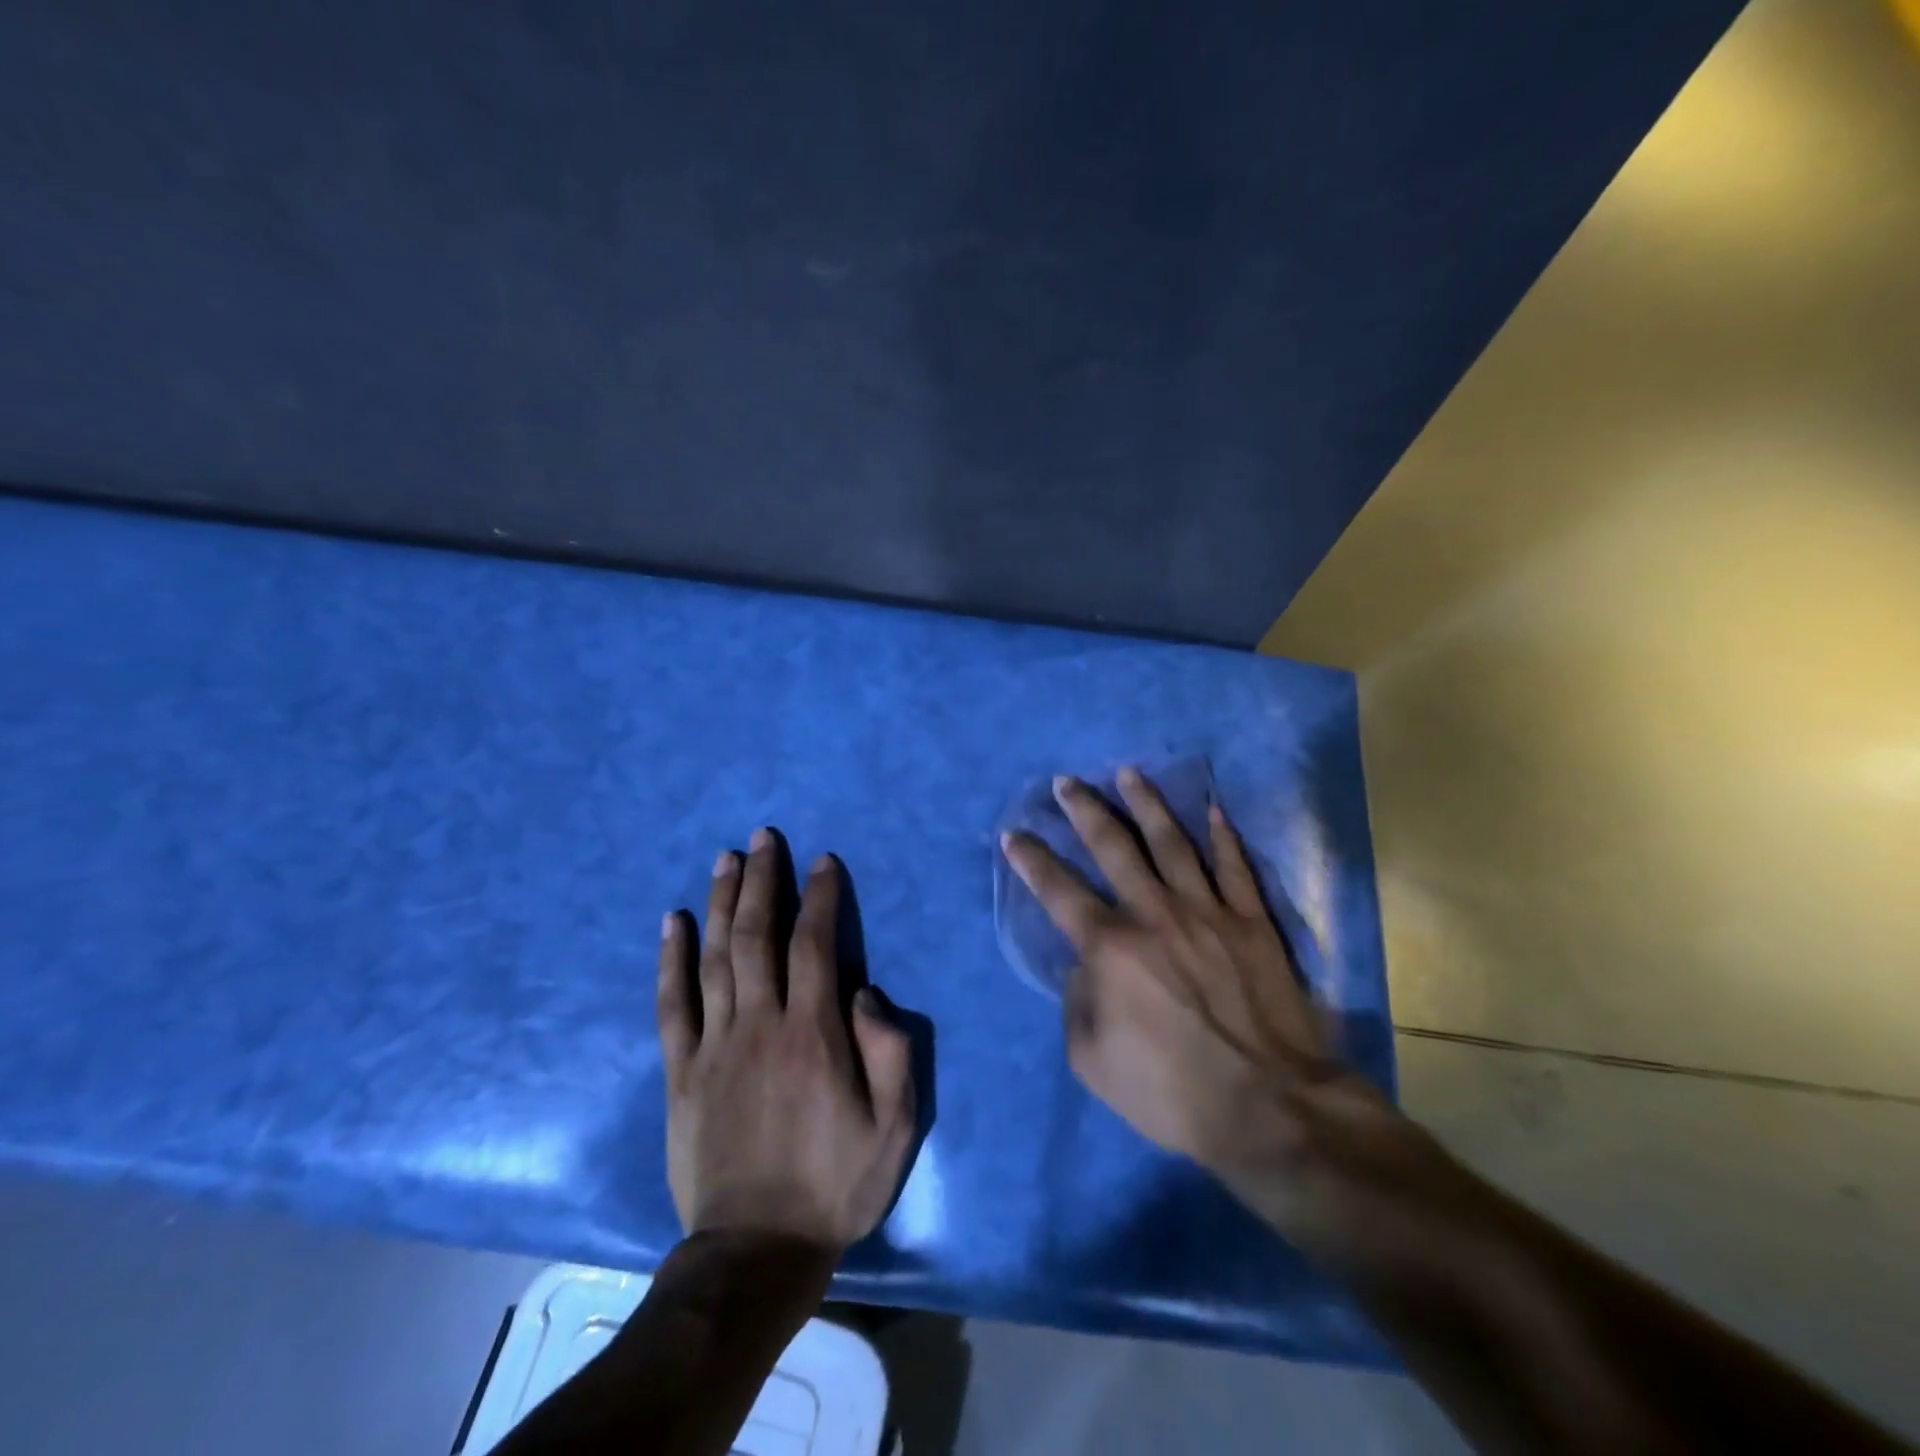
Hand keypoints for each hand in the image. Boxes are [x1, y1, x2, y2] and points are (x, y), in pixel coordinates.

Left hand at [658, 831, 916, 1253]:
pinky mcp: (681, 1071)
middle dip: (763, 881)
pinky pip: (672, 1003)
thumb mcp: (894, 1126)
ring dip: (722, 902)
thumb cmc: (835, 1183)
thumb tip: (866, 991)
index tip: (822, 861)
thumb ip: (890, 1051)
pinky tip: (673, 921)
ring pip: (715, 957)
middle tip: (764, 837)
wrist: (756, 1250)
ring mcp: (714, 1045)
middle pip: (758, 935)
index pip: (815, 944)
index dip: (820, 897)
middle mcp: (759, 1024)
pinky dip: (671, 959)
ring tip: (727, 858)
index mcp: (812, 1033)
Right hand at [1001, 770, 1393, 1226]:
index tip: (1014, 833)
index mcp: (1111, 947)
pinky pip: (1236, 867)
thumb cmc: (1171, 1091)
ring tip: (1129, 773)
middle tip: (1067, 782)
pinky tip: (1212, 809)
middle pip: (1115, 848)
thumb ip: (1076, 1002)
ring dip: (1147, 804)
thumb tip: (1083, 967)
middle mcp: (1155, 914)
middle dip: (1085, 811)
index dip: (1032, 860)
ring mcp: (1208, 912)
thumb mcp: (1091, 1060)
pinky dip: (1223, 836)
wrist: (1269, 1108)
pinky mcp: (1252, 923)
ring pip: (1173, 842)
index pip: (1059, 891)